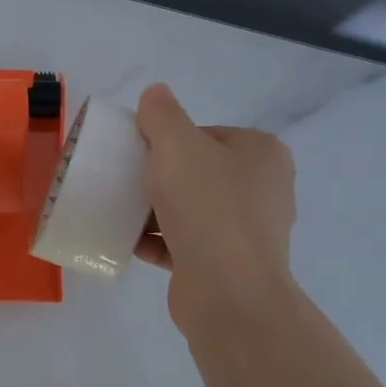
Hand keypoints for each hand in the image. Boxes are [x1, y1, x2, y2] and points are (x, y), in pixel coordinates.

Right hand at [134, 83, 297, 324]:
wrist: (228, 293)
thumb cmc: (207, 208)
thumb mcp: (177, 146)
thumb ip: (162, 114)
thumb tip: (156, 93)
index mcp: (262, 154)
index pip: (207, 134)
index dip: (170, 141)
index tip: (141, 153)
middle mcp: (263, 190)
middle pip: (199, 173)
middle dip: (161, 178)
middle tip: (128, 181)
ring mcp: (249, 232)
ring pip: (192, 210)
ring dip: (156, 211)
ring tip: (122, 210)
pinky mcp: (229, 266)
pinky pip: (188, 245)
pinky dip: (161, 242)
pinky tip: (131, 242)